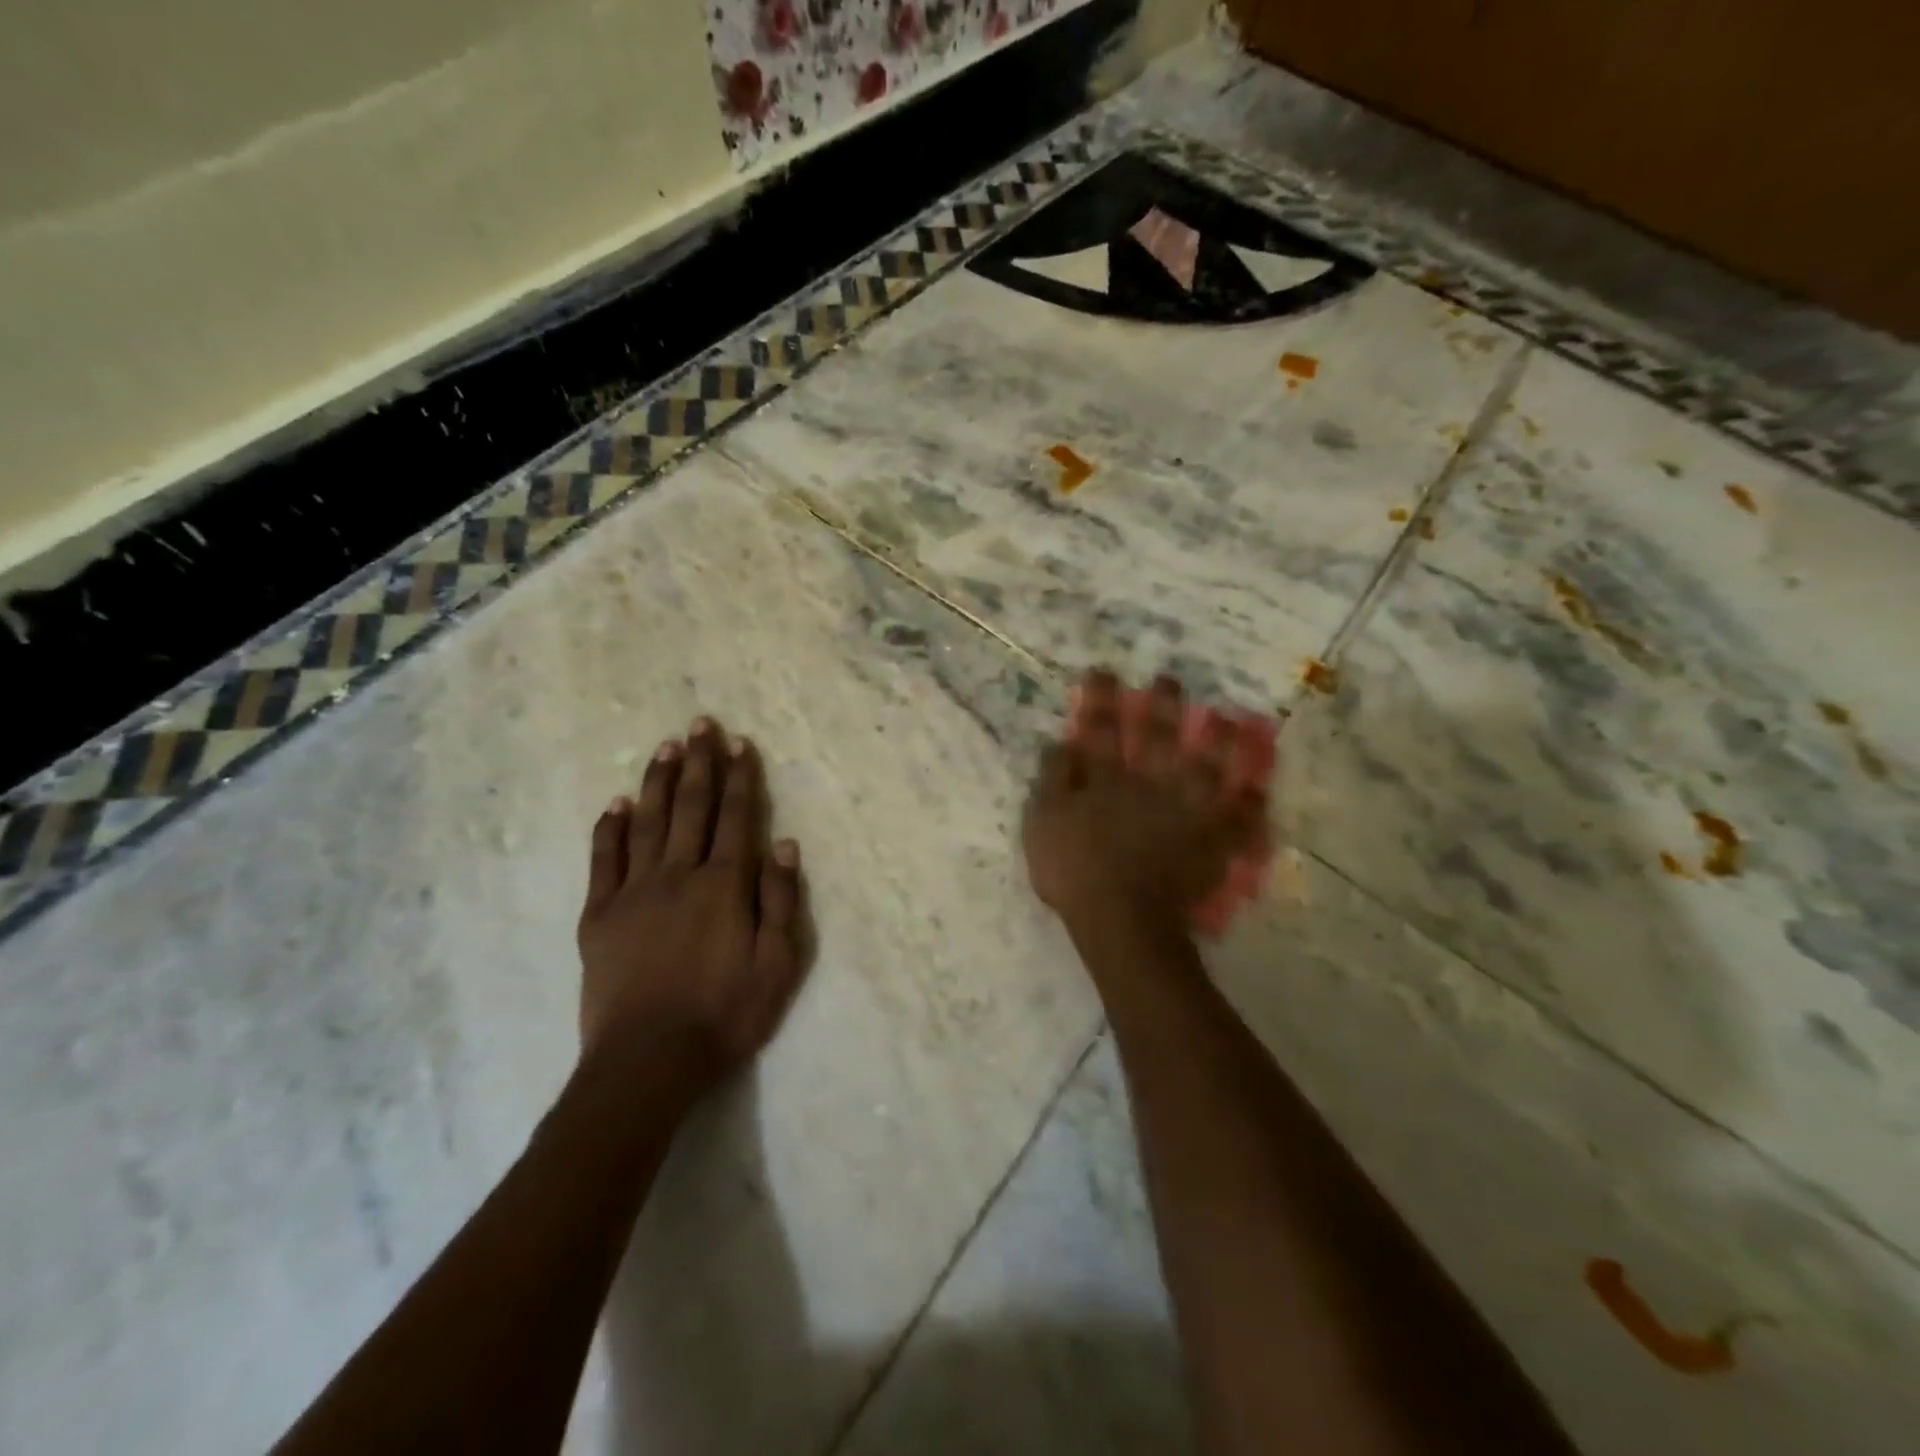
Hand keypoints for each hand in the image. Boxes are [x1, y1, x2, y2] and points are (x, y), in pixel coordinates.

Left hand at [577, 717, 805, 1102]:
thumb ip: (780, 900)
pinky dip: (610, 828)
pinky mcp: (600, 914)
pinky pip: (604, 859)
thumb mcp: (777, 965)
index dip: (740, 778)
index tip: (740, 744)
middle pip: (691, 807)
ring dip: (657, 781)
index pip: (736, 817)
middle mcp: (679, 874)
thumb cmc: (725, 1014)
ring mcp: (634, 892)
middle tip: (700, 724)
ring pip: (648, 822)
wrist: (648, 1061)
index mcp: (724, 885)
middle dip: (699, 763)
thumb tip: (783, 843)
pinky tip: (616, 805)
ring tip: (665, 747)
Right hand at [1023, 671, 1261, 934]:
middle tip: (1170, 681)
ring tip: (1230, 719)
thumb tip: (1061, 743)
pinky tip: (1259, 790)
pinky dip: (1249, 805)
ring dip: (1218, 742)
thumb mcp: (1043, 822)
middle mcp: (1148, 784)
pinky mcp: (1207, 842)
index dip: (1100, 699)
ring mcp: (1183, 811)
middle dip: (1163, 706)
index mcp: (1105, 779)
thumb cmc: (1074, 870)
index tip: (1103, 672)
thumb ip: (1052, 780)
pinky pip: (1235, 820)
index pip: (1101, 729)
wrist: (1120, 919)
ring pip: (1206, 767)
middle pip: (1158, 738)